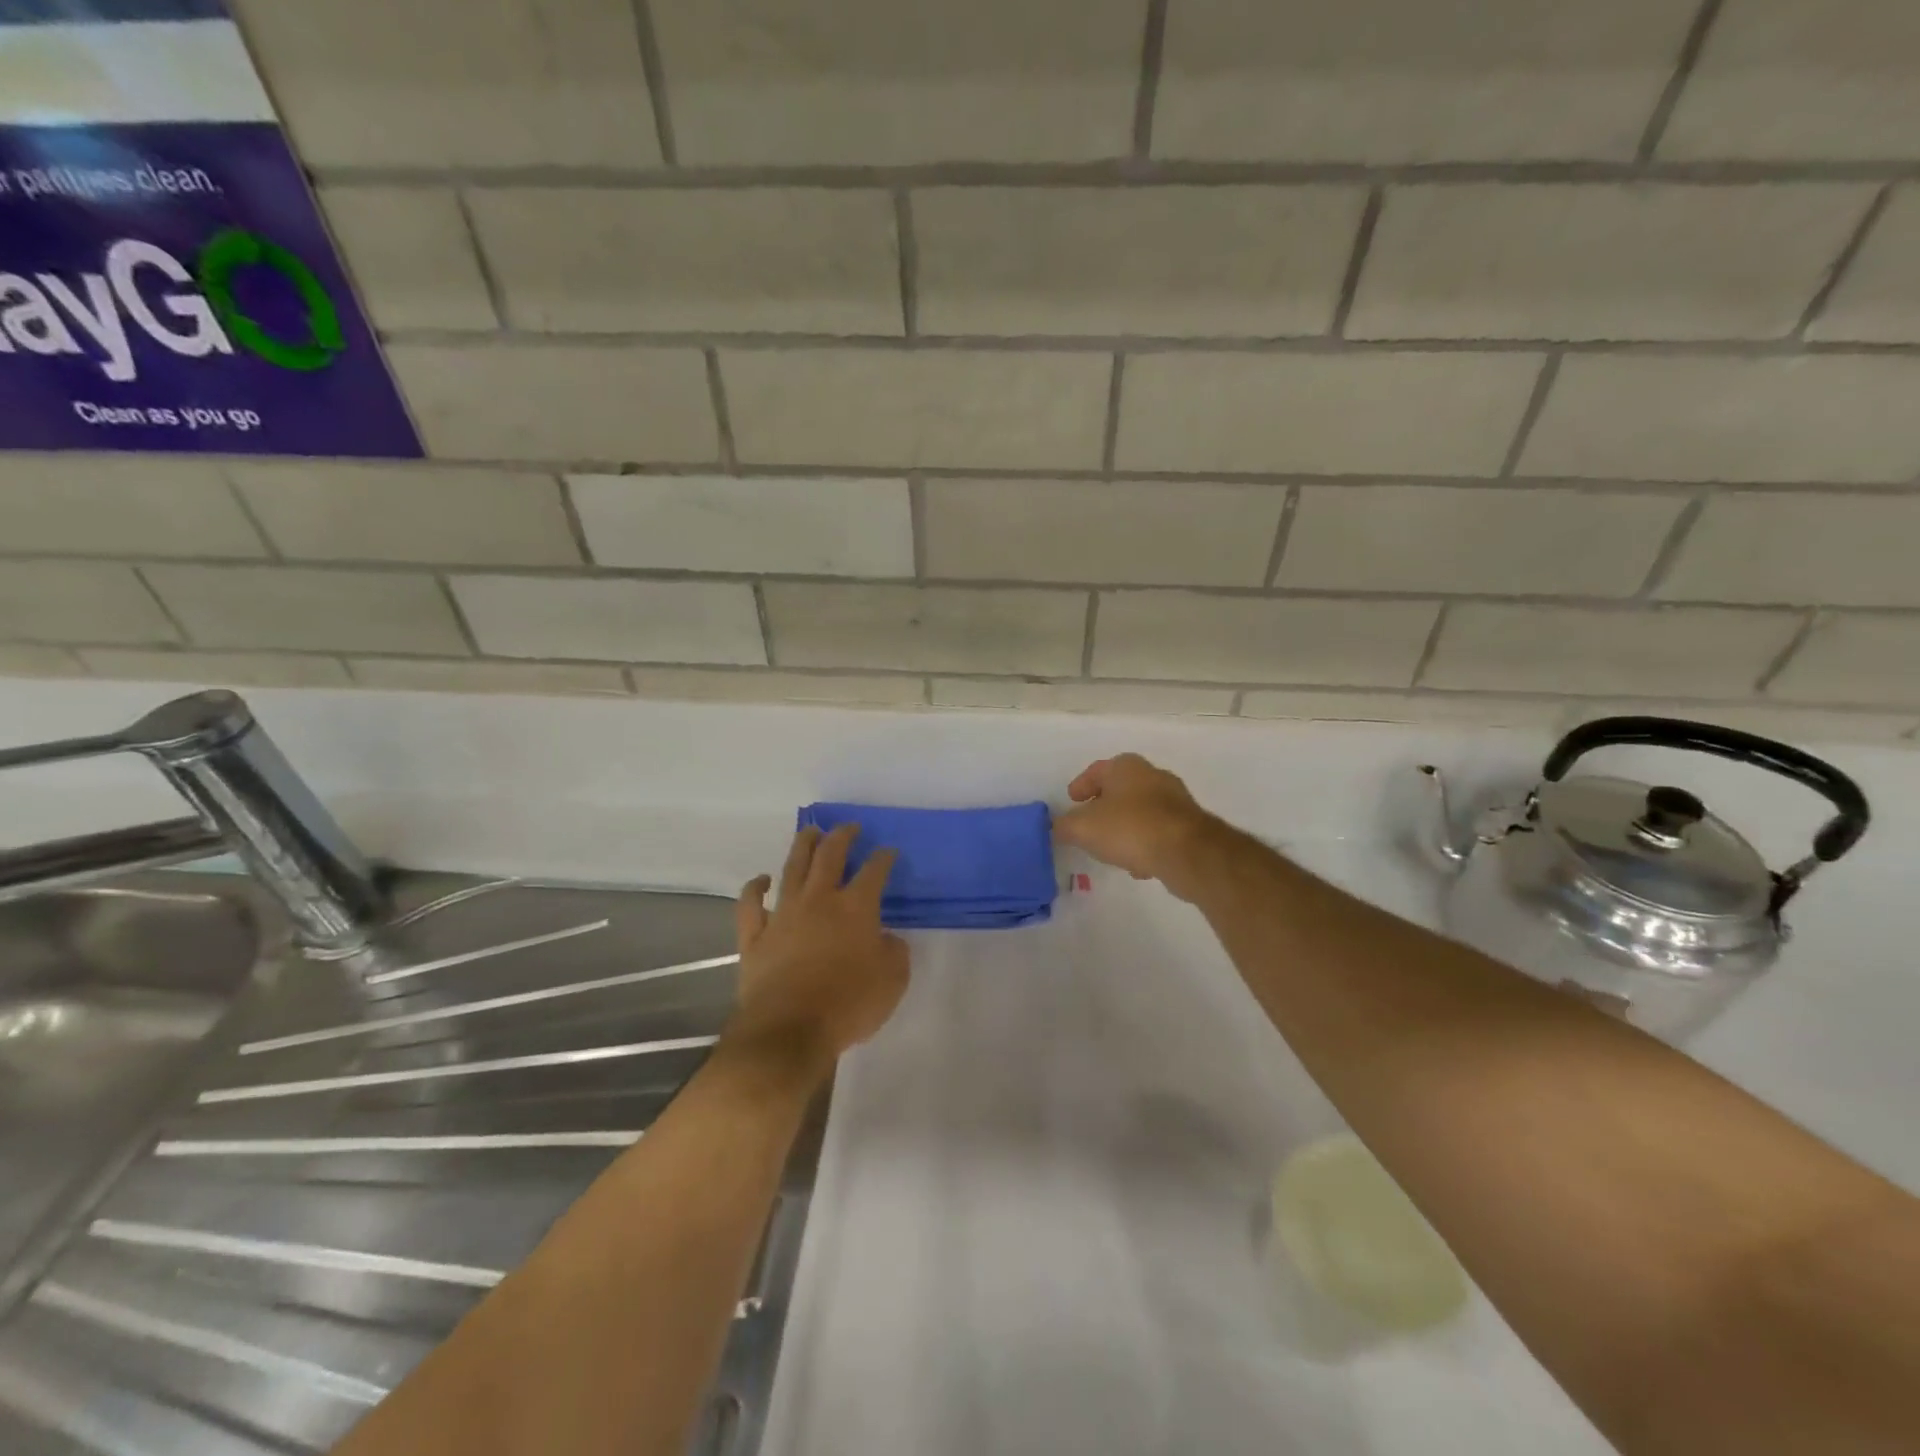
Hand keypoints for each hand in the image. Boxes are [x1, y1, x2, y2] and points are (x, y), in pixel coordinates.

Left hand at [727, 825, 909, 1075]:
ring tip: (811, 832)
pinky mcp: (755, 936)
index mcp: (855, 908)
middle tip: (848, 827)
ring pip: (792, 868)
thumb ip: (894, 952)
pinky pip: (751, 903)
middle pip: (829, 855)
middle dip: (842, 836)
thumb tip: (886, 938)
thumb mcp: (892, 981)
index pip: (874, 871)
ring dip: (803, 846)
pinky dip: (755, 887)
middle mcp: (819, 900)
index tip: (888, 852)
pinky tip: (762, 879)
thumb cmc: (848, 1005)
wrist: (788, 1030)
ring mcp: (783, 914)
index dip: (883, 858)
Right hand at [1052, 753, 1221, 898]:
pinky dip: (1145, 843)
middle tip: (1089, 823)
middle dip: (1104, 806)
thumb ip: (1064, 826)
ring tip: (1111, 849)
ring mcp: (1175, 800)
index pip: (1097, 770)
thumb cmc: (1129, 828)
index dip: (1081, 785)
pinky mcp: (1189, 825)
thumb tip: (1056, 828)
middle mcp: (1152, 775)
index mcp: (1126, 767)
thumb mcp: (1083, 828)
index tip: (1072, 800)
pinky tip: (1138, 864)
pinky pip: (1159, 831)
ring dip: (1125, 827)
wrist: (1186, 852)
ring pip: (1141, 811)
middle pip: (1121, 789)